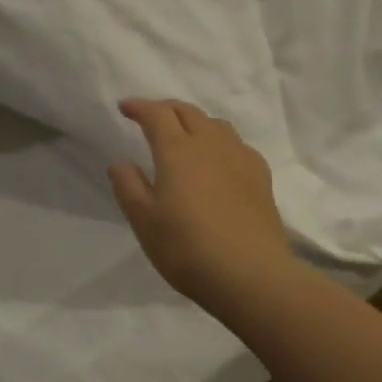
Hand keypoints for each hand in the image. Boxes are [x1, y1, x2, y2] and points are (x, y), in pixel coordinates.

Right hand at [108, 99, 301, 310]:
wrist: (252, 275)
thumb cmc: (188, 249)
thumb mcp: (144, 222)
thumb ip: (129, 187)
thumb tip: (121, 162)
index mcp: (178, 151)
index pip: (157, 114)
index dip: (139, 106)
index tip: (125, 108)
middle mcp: (210, 144)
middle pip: (188, 112)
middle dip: (166, 108)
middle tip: (151, 117)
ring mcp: (240, 158)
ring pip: (216, 124)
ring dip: (195, 121)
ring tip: (185, 135)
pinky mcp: (260, 176)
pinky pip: (237, 144)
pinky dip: (220, 141)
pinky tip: (219, 160)